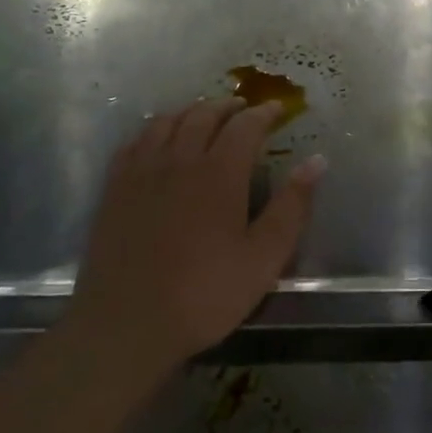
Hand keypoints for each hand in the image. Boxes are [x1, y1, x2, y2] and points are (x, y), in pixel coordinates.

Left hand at [68, 99, 325, 366]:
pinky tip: (159, 140)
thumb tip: (317, 161)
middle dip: (227, 106)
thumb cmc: (205, 294)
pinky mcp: (114, 190)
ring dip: (190, 111)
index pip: (245, 125)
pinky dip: (154, 130)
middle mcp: (179, 160)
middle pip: (203, 115)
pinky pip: (134, 143)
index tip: (277, 109)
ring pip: (166, 122)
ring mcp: (141, 173)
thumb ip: (292, 206)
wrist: (127, 326)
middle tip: (243, 109)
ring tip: (204, 116)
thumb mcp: (264, 257)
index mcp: (219, 173)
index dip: (263, 113)